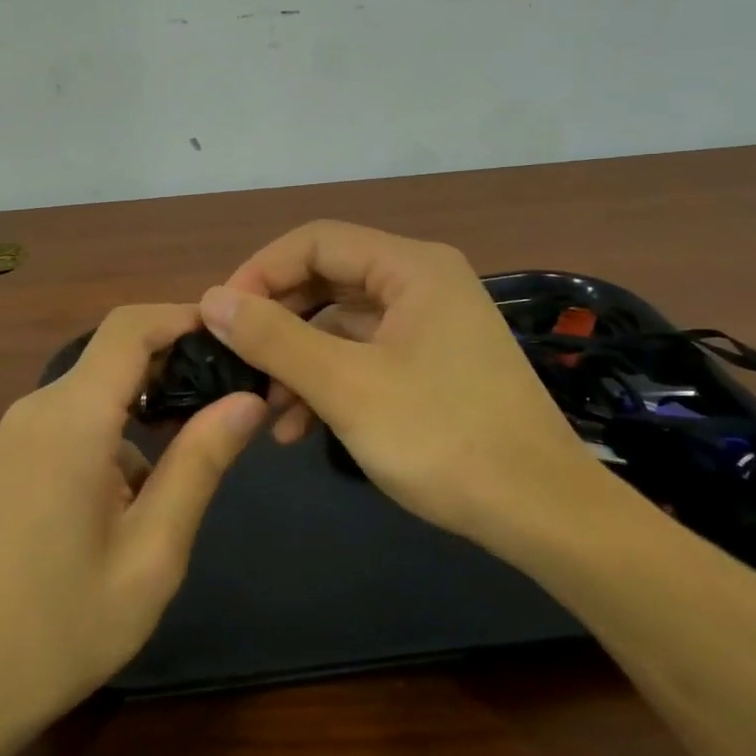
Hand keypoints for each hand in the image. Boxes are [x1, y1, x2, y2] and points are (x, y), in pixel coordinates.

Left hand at [0, 304, 265, 744]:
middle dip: (177, 359)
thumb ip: (200, 464)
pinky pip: (79, 413)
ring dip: (151, 398)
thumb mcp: (153, 552)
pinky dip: (121, 424)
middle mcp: (40, 407)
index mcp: (72, 420)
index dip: (183, 315)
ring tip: (201, 441)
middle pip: (116, 351)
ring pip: (100, 383)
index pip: (130, 328)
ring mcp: (21, 429)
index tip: (236, 334)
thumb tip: (248, 398)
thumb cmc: (65, 627)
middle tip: (235, 391)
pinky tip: (144, 484)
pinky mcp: (16, 453)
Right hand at [200, 221, 592, 547]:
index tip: (220, 316)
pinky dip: (327, 381)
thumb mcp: (346, 386)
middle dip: (276, 321)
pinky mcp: (431, 364)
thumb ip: (274, 338)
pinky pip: (364, 355)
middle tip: (234, 360)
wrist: (543, 514)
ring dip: (297, 360)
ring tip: (263, 408)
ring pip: (341, 323)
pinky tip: (298, 428)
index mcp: (411, 267)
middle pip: (326, 280)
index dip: (260, 272)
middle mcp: (422, 282)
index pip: (315, 242)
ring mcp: (429, 325)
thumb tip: (212, 299)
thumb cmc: (443, 438)